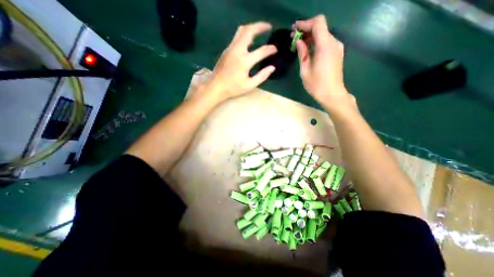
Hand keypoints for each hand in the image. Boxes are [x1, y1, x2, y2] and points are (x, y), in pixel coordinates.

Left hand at [207, 22, 276, 100]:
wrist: (216, 86)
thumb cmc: (233, 88)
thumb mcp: (249, 86)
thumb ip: (262, 76)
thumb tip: (272, 68)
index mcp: (244, 61)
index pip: (261, 51)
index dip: (270, 49)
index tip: (275, 50)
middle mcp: (237, 51)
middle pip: (249, 31)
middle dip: (260, 26)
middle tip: (269, 27)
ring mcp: (231, 48)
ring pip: (241, 31)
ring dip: (252, 28)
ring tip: (260, 30)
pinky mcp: (227, 50)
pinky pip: (237, 37)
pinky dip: (245, 34)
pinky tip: (249, 40)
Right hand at [291, 15, 357, 109]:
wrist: (332, 94)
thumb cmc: (316, 84)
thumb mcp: (305, 69)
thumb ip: (302, 53)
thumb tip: (298, 41)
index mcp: (325, 45)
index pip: (317, 23)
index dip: (305, 23)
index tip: (294, 29)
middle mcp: (334, 42)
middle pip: (320, 27)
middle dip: (306, 30)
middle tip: (293, 39)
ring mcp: (337, 47)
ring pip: (323, 35)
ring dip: (311, 37)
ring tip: (299, 45)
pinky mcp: (337, 53)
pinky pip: (326, 42)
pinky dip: (316, 43)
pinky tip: (309, 51)